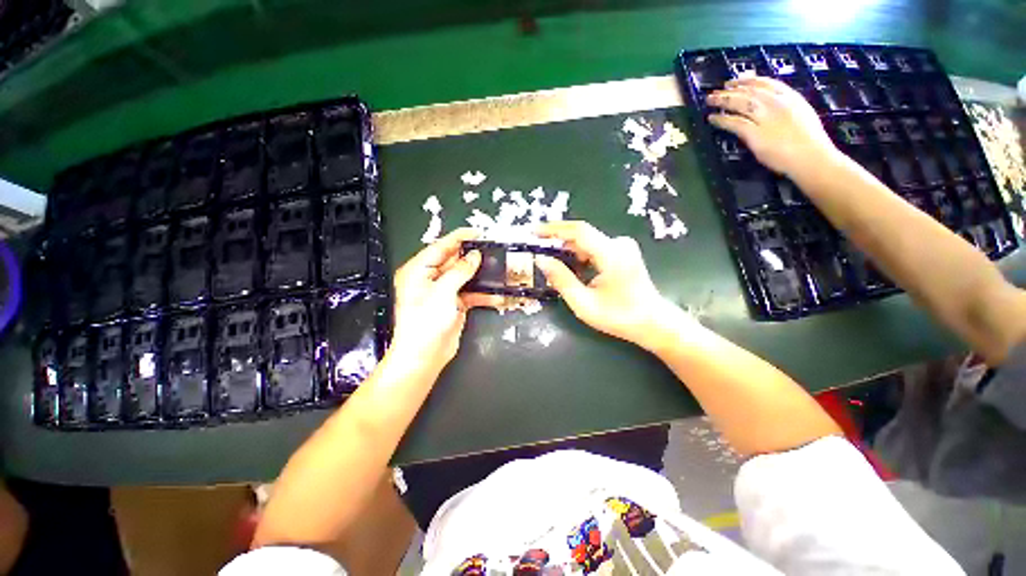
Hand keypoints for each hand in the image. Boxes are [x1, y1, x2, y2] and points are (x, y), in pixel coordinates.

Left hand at [390, 229, 500, 369]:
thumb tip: (475, 256)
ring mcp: (444, 292)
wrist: (425, 356)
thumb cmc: (425, 322)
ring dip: (481, 275)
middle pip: (454, 261)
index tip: (477, 232)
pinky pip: (470, 293)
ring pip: (465, 277)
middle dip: (473, 257)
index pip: (440, 247)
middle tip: (493, 250)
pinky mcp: (454, 304)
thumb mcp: (442, 292)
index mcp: (419, 270)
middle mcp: (430, 278)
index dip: (459, 238)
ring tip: (498, 269)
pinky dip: (482, 294)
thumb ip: (460, 271)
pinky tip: (497, 295)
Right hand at [535, 221, 681, 348]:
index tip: (533, 231)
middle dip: (557, 242)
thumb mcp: (583, 303)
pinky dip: (579, 256)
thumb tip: (541, 259)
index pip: (578, 231)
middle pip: (581, 236)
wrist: (653, 323)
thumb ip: (561, 279)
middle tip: (537, 251)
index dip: (553, 229)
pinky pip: (594, 248)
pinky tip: (571, 269)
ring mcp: (623, 247)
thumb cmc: (619, 317)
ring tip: (551, 264)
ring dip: (568, 251)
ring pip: (587, 243)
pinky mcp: (623, 253)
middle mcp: (618, 244)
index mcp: (611, 254)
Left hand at [706, 76, 840, 179]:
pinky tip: (712, 119)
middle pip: (750, 91)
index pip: (765, 83)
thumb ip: (784, 104)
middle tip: (715, 91)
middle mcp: (778, 103)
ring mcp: (767, 118)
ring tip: (710, 101)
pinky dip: (722, 120)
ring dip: (723, 100)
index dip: (747, 81)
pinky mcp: (756, 134)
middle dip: (731, 89)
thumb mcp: (800, 113)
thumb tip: (766, 98)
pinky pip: (735, 123)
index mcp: (791, 96)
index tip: (734, 81)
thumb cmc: (808, 140)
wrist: (811, 156)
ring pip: (741, 103)